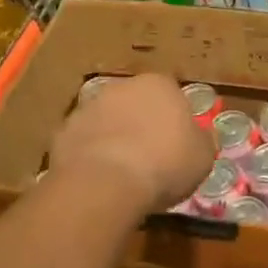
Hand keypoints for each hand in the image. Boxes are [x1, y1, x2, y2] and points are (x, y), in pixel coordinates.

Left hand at [49, 73, 212, 217]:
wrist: (106, 183)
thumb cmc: (165, 164)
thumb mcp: (203, 157)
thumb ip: (201, 140)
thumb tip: (198, 137)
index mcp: (160, 84)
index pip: (172, 94)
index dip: (174, 119)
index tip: (177, 144)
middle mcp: (123, 86)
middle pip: (136, 102)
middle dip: (142, 122)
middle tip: (150, 156)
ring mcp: (90, 106)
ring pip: (108, 119)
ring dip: (114, 136)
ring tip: (122, 171)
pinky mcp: (64, 130)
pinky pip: (84, 141)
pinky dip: (91, 154)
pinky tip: (99, 179)